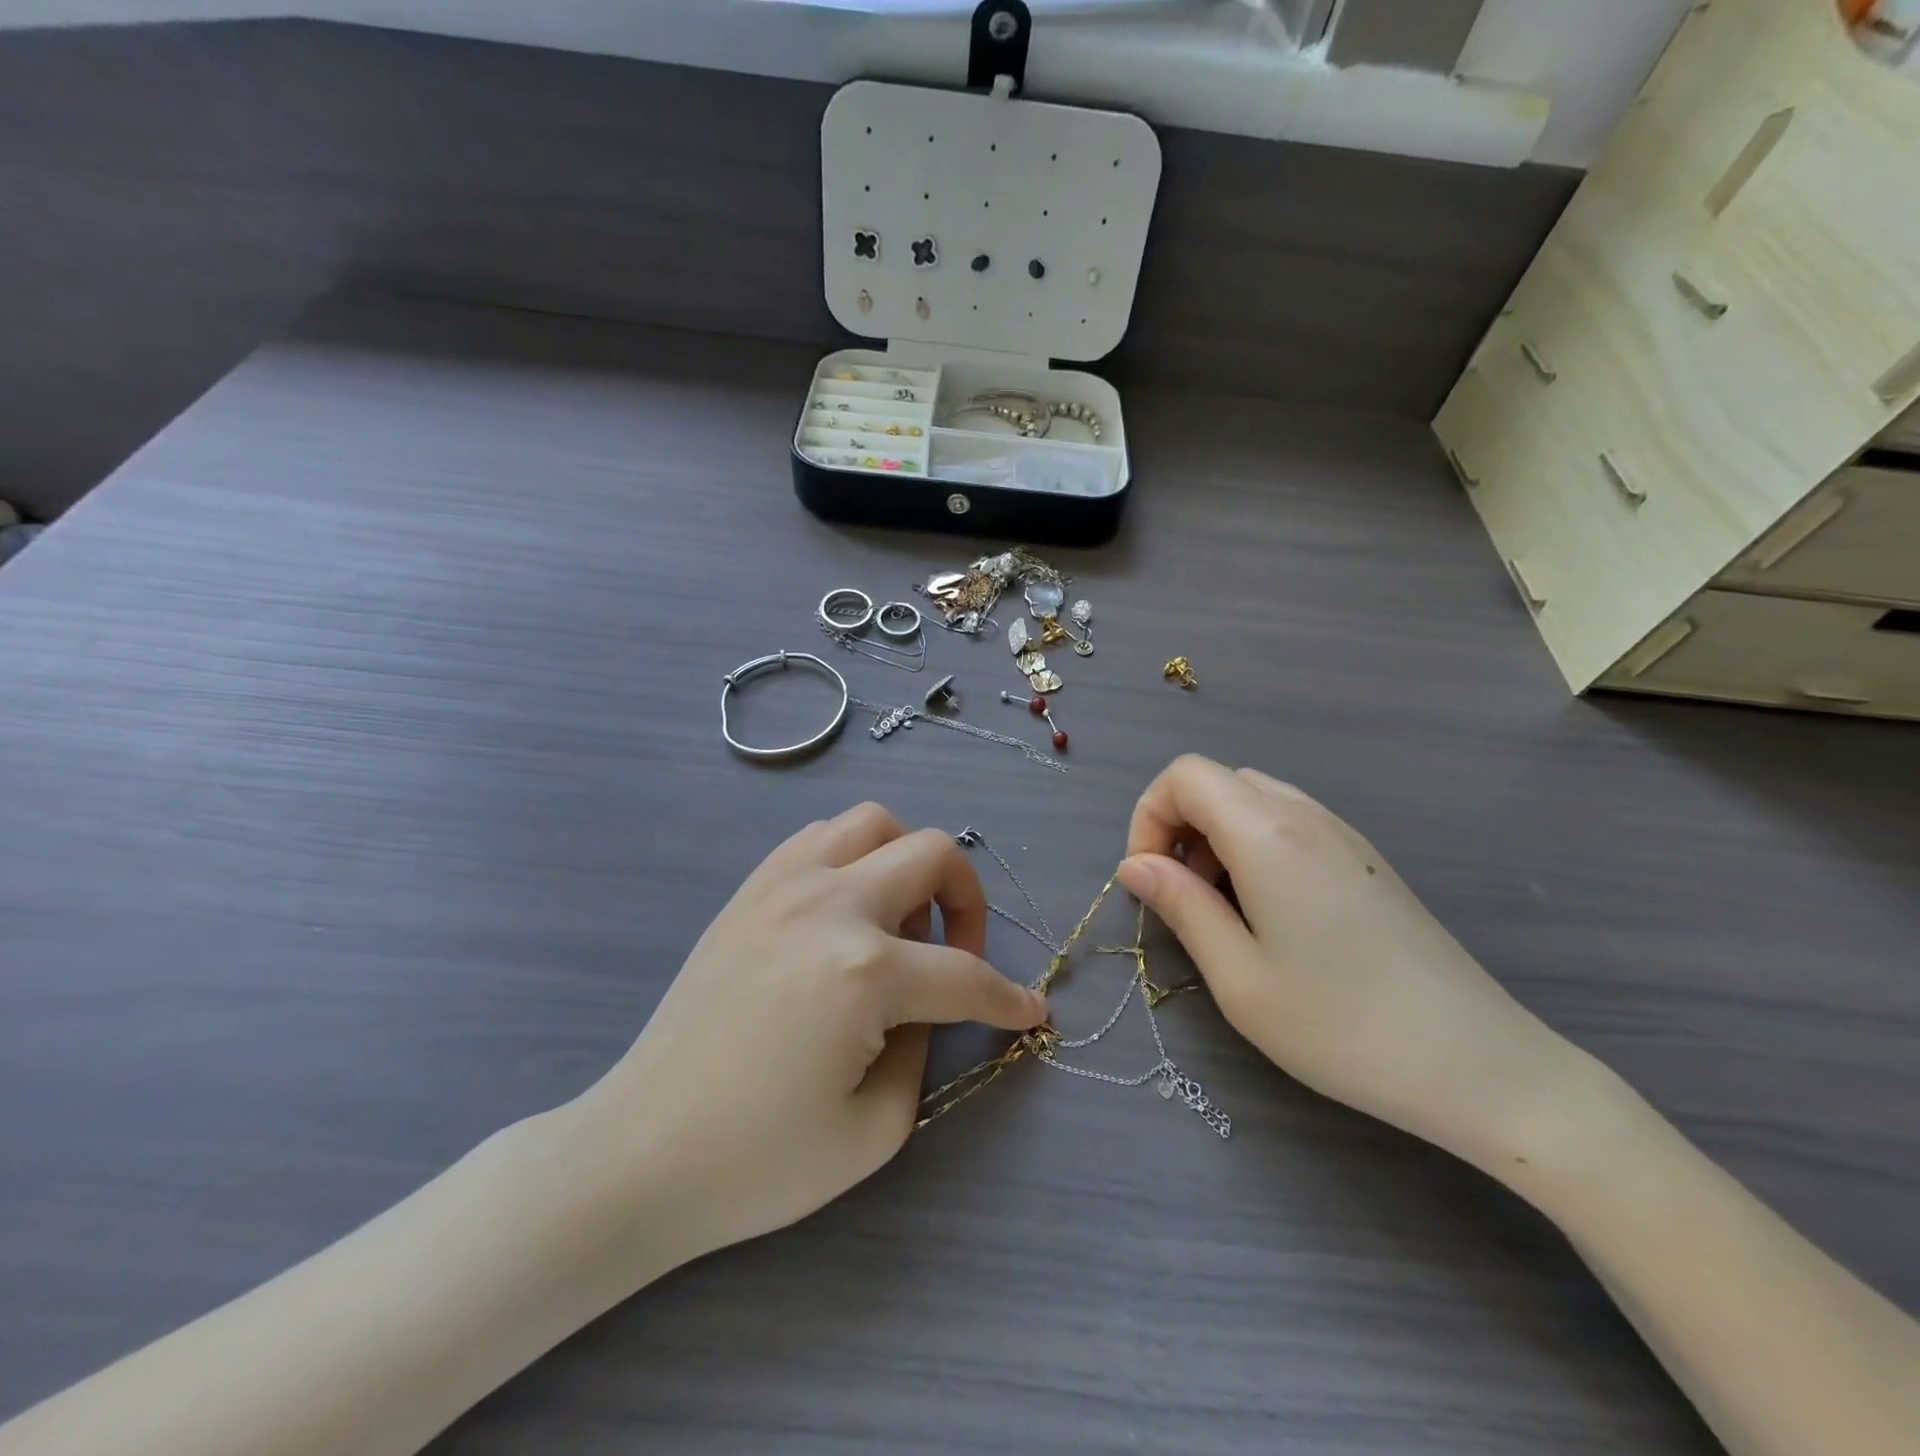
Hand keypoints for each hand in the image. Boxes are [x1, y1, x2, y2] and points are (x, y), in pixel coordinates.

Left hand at [581, 803, 1047, 1258]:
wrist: (640, 1152)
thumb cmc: (758, 1160)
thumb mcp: (877, 1127)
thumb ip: (923, 1046)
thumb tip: (927, 1004)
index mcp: (865, 971)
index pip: (965, 974)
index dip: (1007, 999)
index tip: (1029, 1013)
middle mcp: (831, 904)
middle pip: (933, 854)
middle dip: (968, 901)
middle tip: (959, 952)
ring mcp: (784, 885)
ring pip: (875, 822)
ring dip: (907, 861)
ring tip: (899, 920)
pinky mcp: (750, 889)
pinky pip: (820, 837)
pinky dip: (853, 856)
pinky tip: (846, 909)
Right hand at [1117, 756, 1579, 1167]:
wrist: (1482, 1067)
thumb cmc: (1343, 1026)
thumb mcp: (1238, 977)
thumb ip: (1180, 906)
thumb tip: (1135, 866)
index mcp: (1268, 834)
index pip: (1185, 776)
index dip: (1149, 817)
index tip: (1151, 881)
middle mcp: (1306, 816)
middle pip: (1218, 782)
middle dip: (1180, 827)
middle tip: (1184, 898)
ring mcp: (1343, 835)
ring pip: (1254, 800)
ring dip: (1217, 839)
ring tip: (1224, 911)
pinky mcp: (1366, 860)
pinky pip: (1290, 824)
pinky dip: (1255, 848)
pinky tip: (1272, 916)